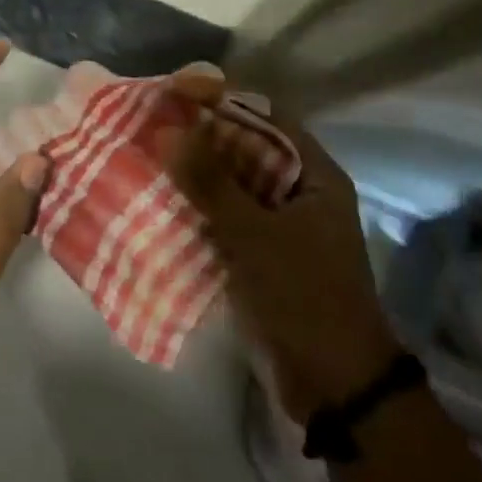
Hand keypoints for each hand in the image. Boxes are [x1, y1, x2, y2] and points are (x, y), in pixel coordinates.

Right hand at [164, 109, 397, 421]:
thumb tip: (165, 129)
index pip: (264, 115)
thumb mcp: (255, 235)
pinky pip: (224, 217)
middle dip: (199, 135)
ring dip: (193, 172)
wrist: (336, 388)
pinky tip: (158, 202)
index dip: (221, 98)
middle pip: (244, 146)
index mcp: (313, 174)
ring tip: (145, 156)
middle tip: (150, 123)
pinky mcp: (262, 254)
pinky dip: (195, 208)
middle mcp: (298, 191)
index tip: (174, 92)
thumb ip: (210, 182)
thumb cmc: (305, 297)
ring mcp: (280, 224)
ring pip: (230, 183)